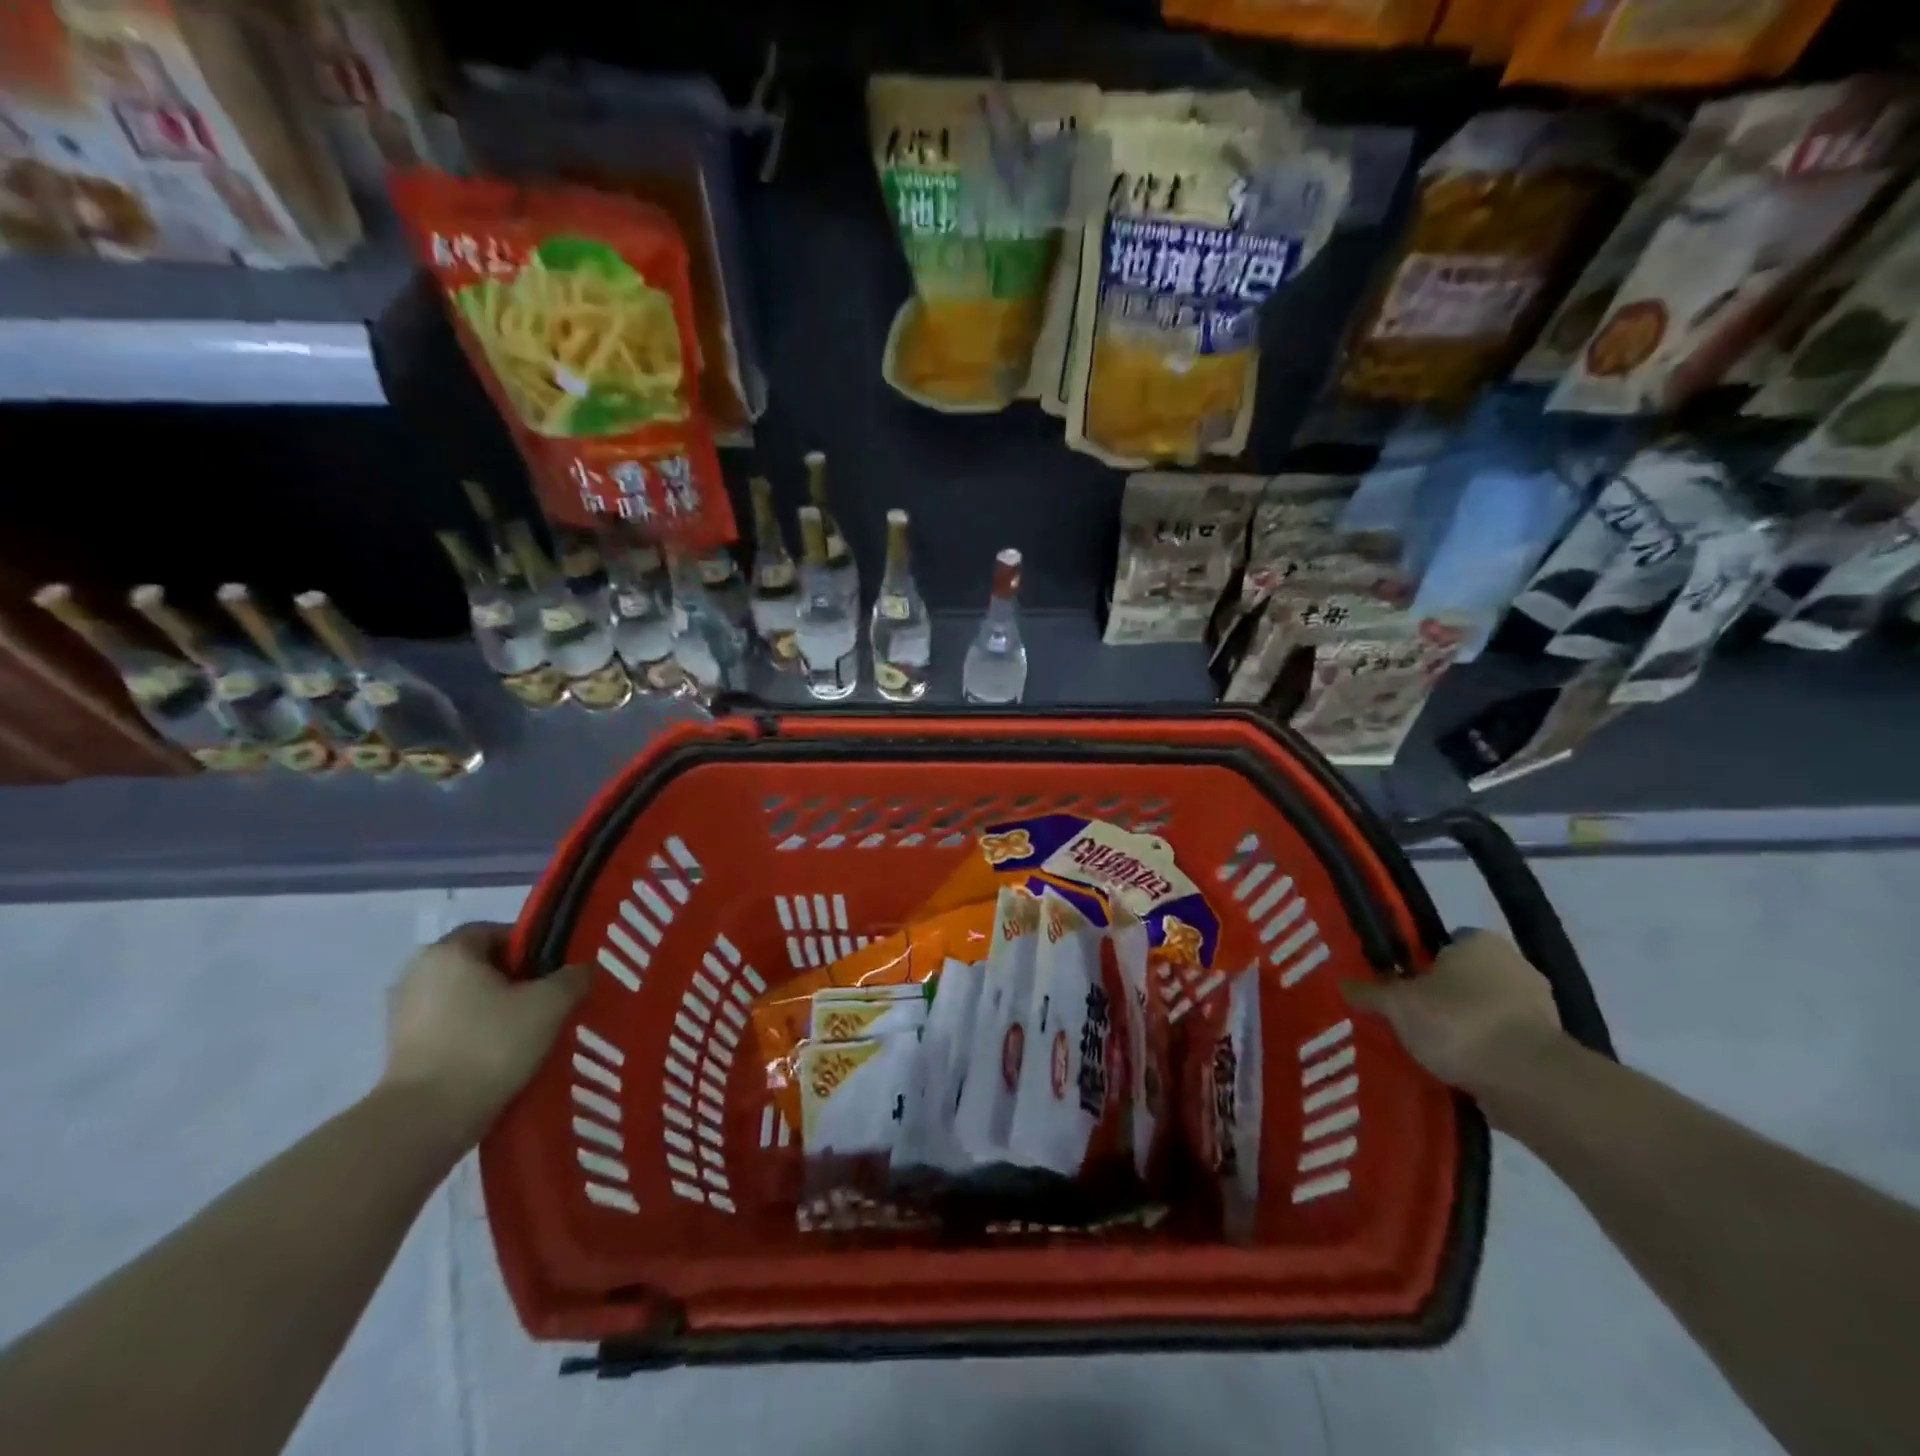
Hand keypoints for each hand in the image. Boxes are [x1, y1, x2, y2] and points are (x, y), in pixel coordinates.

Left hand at [379, 922, 589, 1145]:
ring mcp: (402, 1011)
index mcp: (449, 950)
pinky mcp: (399, 1048)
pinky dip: (473, 1034)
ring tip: (527, 1032)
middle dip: (514, 980)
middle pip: (480, 964)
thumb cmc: (489, 1046)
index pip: (497, 931)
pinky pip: (448, 1026)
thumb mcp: (550, 1005)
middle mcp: (418, 971)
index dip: (531, 947)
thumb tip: (582, 970)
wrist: (426, 1120)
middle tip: (547, 1002)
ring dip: (494, 1008)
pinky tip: (499, 1055)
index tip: (555, 973)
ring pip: (464, 997)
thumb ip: (573, 978)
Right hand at [1341, 928, 1569, 1112]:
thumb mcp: (1397, 1005)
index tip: (1402, 986)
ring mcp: (1539, 1007)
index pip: (1444, 943)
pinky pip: (1506, 1041)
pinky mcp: (1551, 1047)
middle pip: (1467, 977)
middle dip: (1444, 996)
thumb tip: (1341, 984)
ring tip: (1433, 1050)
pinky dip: (1487, 1052)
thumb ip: (1370, 993)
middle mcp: (1514, 964)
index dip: (1420, 964)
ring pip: (1488, 1010)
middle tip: (1412, 1018)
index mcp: (1479, 941)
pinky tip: (1461, 1070)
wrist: (1529, 1080)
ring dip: (1467, 1026)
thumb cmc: (1457, 1022)